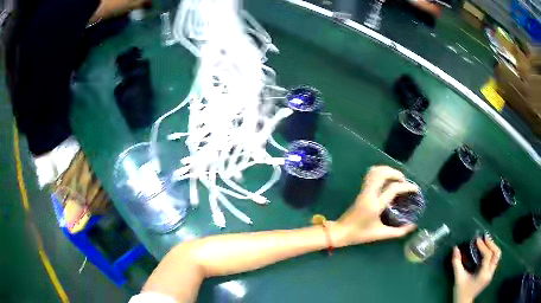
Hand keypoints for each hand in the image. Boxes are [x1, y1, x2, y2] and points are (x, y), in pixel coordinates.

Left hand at [336, 166, 418, 245]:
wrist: (341, 232)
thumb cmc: (360, 235)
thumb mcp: (380, 234)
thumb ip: (398, 232)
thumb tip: (413, 226)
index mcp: (375, 205)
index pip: (393, 189)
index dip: (407, 186)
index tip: (415, 189)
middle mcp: (369, 194)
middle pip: (383, 174)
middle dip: (396, 174)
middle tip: (405, 181)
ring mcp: (363, 190)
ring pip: (375, 171)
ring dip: (388, 171)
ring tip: (397, 179)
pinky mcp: (360, 190)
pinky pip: (370, 175)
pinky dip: (380, 172)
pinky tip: (387, 179)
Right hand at [452, 237, 500, 302]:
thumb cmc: (461, 291)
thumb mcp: (458, 278)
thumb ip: (457, 263)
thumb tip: (455, 248)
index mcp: (483, 274)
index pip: (487, 256)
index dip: (483, 246)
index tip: (477, 240)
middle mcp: (490, 273)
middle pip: (496, 253)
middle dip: (491, 244)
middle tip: (484, 238)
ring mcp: (491, 274)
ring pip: (497, 256)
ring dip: (493, 247)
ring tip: (486, 242)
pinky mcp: (490, 274)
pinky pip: (495, 260)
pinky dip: (492, 253)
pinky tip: (487, 251)